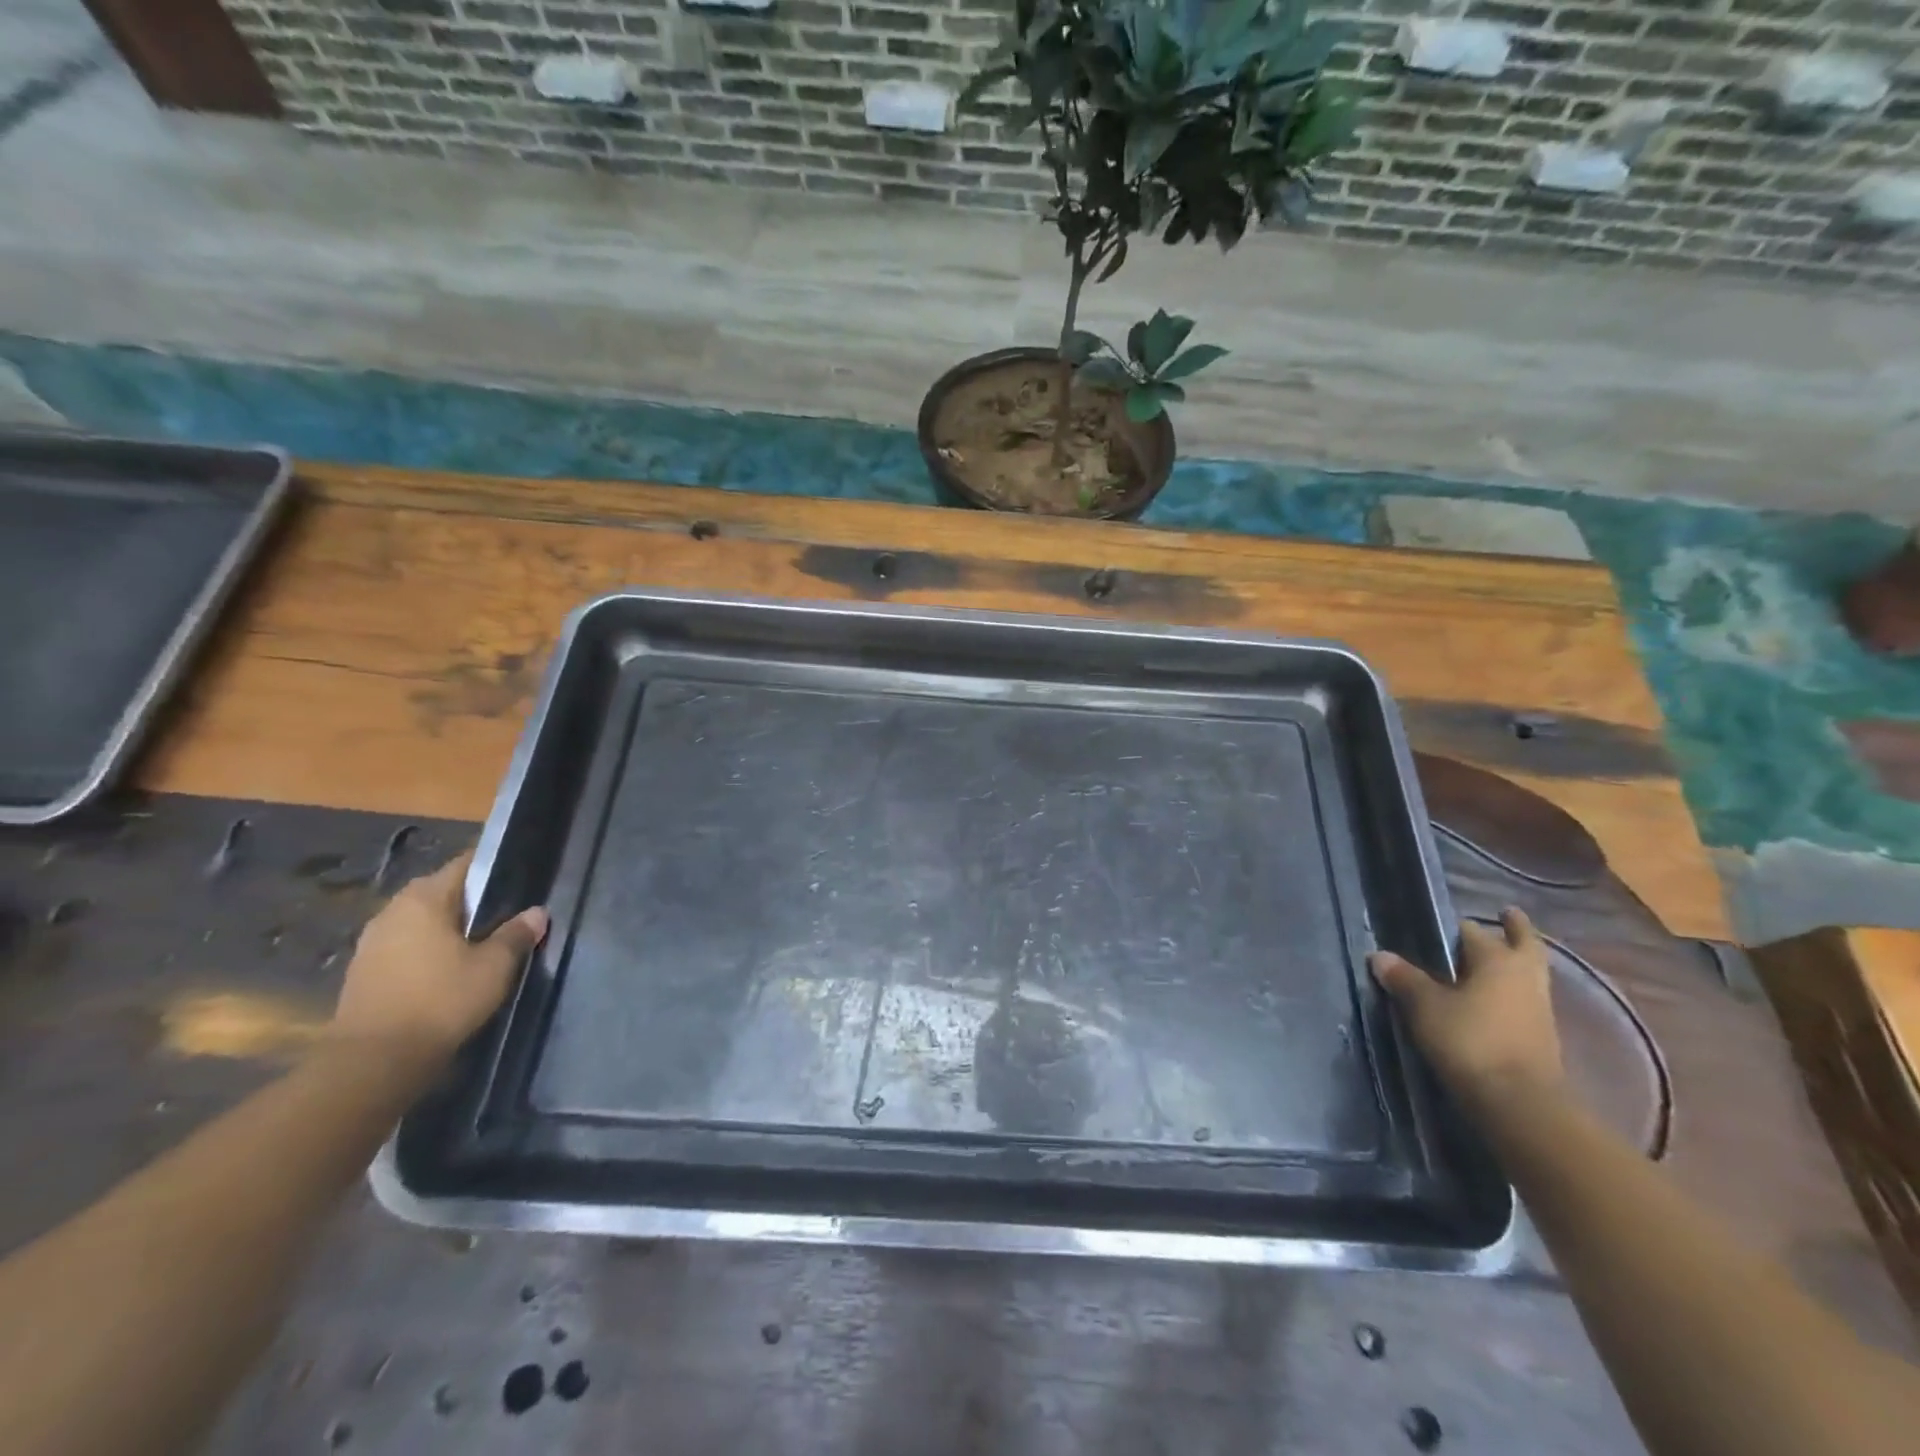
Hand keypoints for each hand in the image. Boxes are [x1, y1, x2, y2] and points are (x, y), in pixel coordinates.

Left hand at [328, 851, 547, 1064]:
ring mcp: (372, 943)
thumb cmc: (440, 1001)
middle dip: (471, 901)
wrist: (373, 1061)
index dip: (493, 867)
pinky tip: (447, 971)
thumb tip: (536, 913)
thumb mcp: (494, 967)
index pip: (464, 865)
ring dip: (446, 928)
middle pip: (440, 892)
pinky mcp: (363, 973)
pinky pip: (405, 947)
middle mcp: (392, 911)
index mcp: (424, 899)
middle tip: (504, 915)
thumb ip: (516, 935)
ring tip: (479, 944)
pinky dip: (426, 951)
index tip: (518, 877)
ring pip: (420, 922)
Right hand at [1369, 907, 1561, 1106]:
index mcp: (1498, 960)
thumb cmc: (1470, 1040)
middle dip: (1515, 930)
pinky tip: (1492, 1000)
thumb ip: (1404, 978)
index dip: (1455, 927)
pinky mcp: (1542, 1039)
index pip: (1472, 931)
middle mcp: (1525, 978)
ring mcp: (1540, 1010)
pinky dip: (1512, 994)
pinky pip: (1526, 1002)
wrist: (1519, 1104)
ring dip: (1515, 964)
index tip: (1441, 924)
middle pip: (1525, 945)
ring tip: (1490, 961)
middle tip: (1505, 916)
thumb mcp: (1425, 1006)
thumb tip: (1380, 956)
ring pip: (1529, 975)